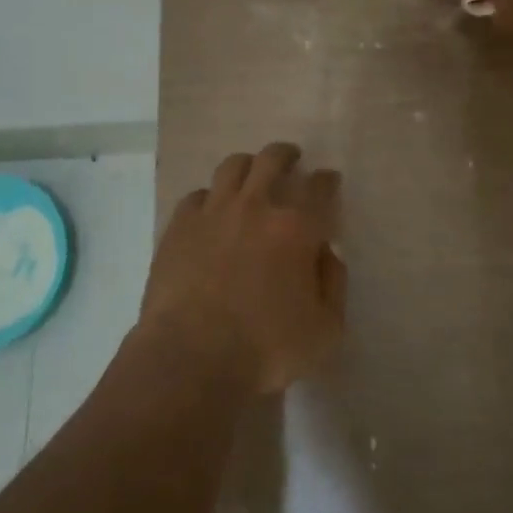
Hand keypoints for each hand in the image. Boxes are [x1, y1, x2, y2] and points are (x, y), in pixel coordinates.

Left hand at [142, 143, 346, 393]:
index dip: (327, 180)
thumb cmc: (265, 350)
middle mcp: (255, 207)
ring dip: (248, 164)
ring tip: (251, 172)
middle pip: (272, 160)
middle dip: (286, 155)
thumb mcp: (325, 331)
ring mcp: (213, 212)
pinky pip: (197, 195)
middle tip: (291, 158)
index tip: (329, 179)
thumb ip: (333, 285)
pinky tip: (211, 208)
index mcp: (296, 228)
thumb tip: (327, 253)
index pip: (318, 188)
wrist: (191, 357)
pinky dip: (210, 197)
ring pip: (232, 167)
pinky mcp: (179, 226)